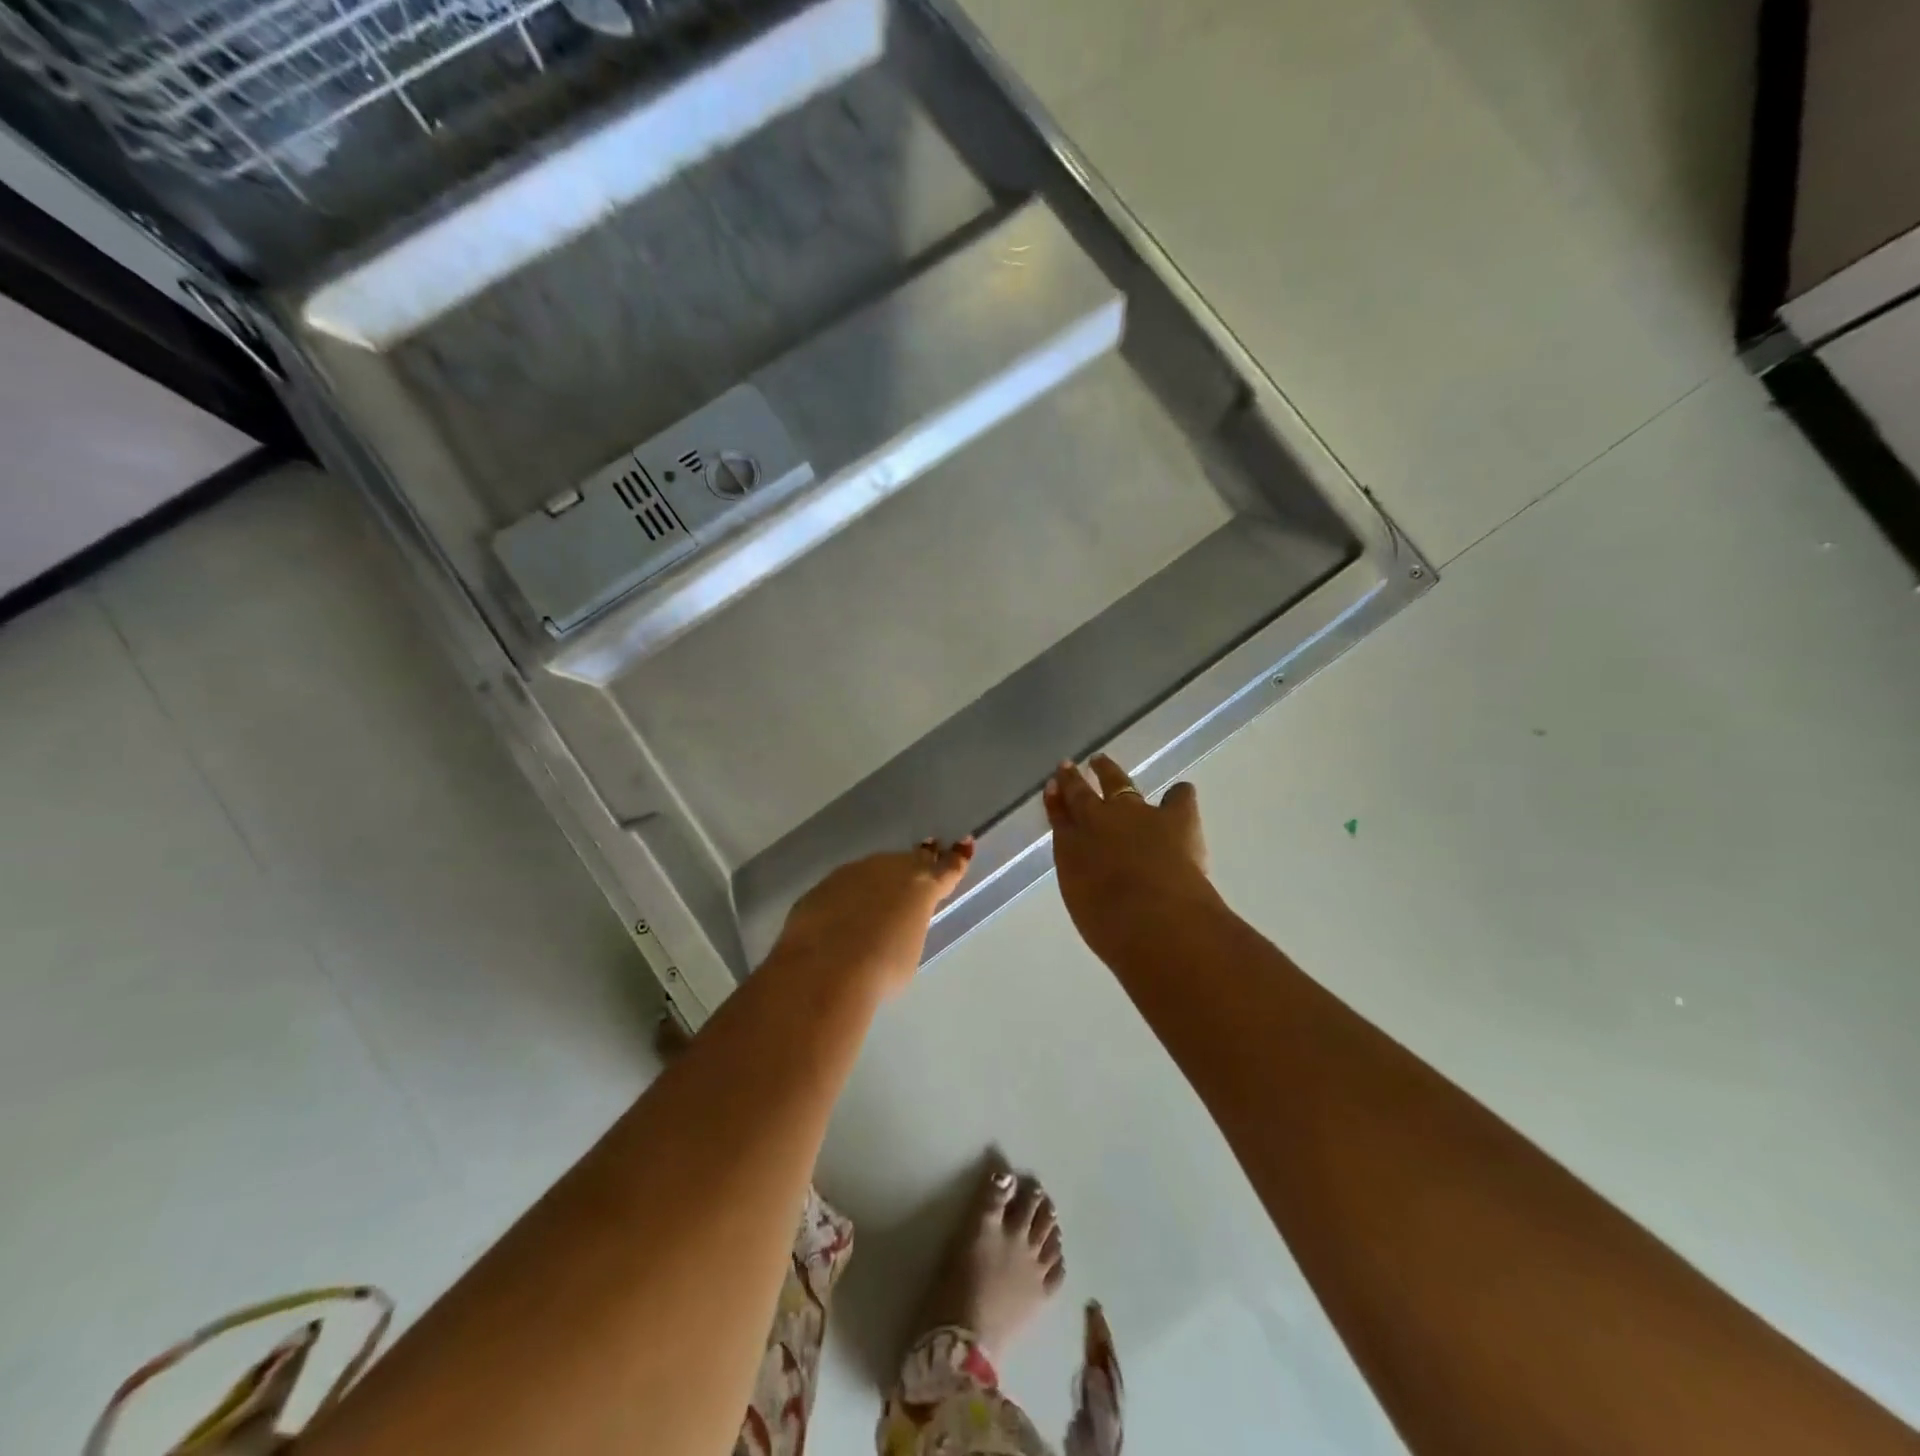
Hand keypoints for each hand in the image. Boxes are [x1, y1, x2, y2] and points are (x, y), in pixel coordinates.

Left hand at [771, 838, 974, 998]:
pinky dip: (849, 896)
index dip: (956, 858)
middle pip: (910, 861)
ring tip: (880, 895)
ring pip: (874, 870)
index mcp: (921, 887)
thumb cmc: (882, 967)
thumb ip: (907, 927)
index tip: (963, 843)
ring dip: (880, 879)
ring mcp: (853, 873)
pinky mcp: (823, 886)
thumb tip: (894, 924)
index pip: (946, 869)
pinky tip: (843, 915)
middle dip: (919, 861)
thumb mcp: (909, 951)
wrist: (826, 967)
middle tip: (926, 854)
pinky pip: (844, 886)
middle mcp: (890, 870)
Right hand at [1044, 756, 1216, 967]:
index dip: (1055, 803)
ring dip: (1109, 772)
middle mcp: (1097, 821)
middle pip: (1081, 794)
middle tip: (1068, 767)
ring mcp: (1135, 814)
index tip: (1052, 789)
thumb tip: (1096, 880)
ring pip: (1117, 783)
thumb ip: (1087, 885)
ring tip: (1102, 762)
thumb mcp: (1085, 905)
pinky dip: (1178, 796)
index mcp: (1070, 847)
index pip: (1059, 818)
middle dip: (1073, 780)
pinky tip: (1180, 793)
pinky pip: (1177, 798)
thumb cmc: (1112, 927)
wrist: (1153, 917)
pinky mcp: (1174, 818)